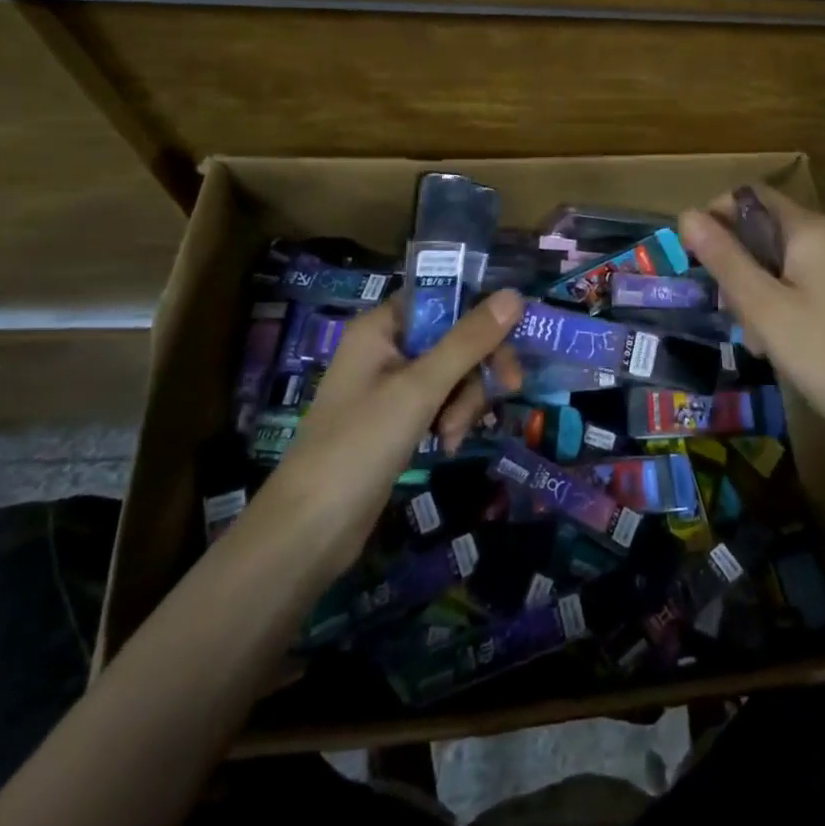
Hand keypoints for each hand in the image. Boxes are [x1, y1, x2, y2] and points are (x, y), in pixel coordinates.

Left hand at [270, 291, 522, 570]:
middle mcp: (386, 347)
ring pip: (453, 372)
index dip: (480, 313)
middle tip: (508, 387)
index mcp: (381, 326)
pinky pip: (440, 401)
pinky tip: (446, 445)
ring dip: (464, 401)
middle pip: (454, 336)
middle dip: (477, 368)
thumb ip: (469, 341)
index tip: (515, 337)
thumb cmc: (360, 445)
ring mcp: (391, 385)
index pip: (443, 297)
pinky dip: (450, 419)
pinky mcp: (397, 419)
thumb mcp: (420, 389)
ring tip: (451, 435)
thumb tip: (515, 294)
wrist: (309, 531)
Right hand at [680, 188, 824, 450]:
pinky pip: (793, 285)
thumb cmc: (823, 353)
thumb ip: (724, 258)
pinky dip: (774, 306)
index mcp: (809, 229)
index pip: (750, 195)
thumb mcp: (763, 306)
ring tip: (751, 336)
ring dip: (751, 291)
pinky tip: (771, 345)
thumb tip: (686, 214)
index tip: (693, 255)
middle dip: (734, 263)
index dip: (716, 214)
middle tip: (726, 308)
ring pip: (774, 262)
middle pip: (761, 230)